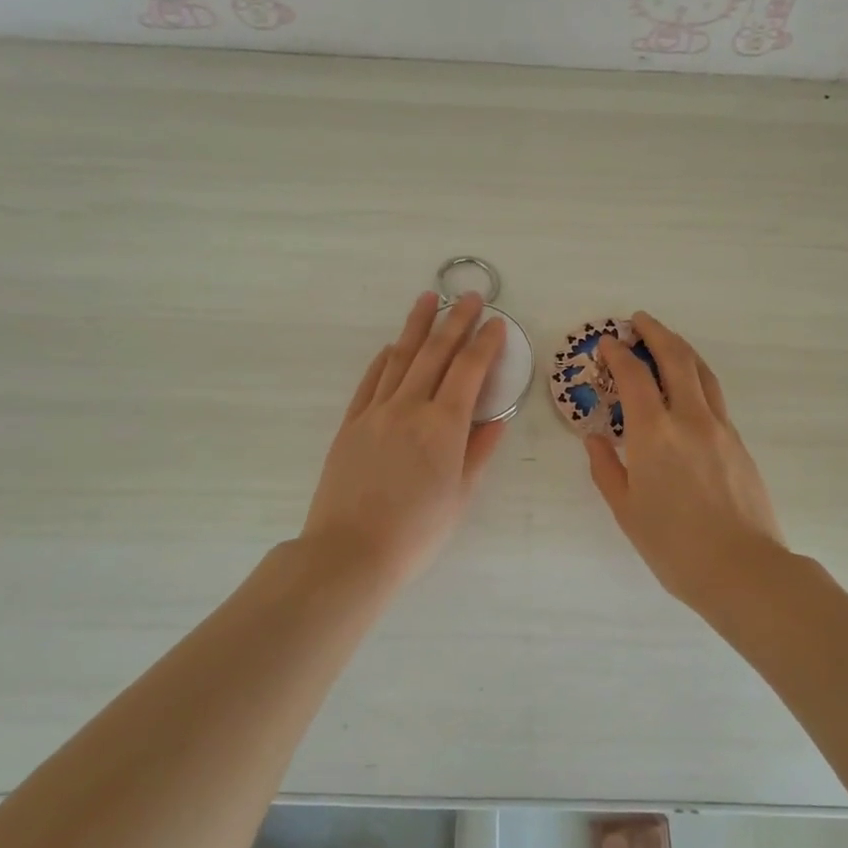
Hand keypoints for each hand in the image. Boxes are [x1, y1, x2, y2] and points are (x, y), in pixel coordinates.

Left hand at [300, 291, 507, 588]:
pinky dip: (384, 359)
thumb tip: (497, 418)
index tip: (496, 323)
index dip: (485, 343)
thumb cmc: (416, 532)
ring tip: (428, 298)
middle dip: (455, 320)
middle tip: (470, 296)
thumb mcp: (460, 496)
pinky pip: (370, 381)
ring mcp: (375, 412)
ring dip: (417, 326)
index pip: (469, 370)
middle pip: (435, 353)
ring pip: (400, 358)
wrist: (350, 551)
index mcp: (444, 426)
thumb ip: (479, 451)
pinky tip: (393, 346)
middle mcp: (409, 407)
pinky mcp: (351, 423)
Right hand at [584, 312, 788, 607]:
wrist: (742, 569)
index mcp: (654, 433)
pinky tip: (687, 387)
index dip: (617, 353)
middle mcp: (689, 418)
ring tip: (665, 341)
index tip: (606, 343)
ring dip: (681, 348)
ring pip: (701, 372)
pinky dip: (696, 377)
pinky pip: (715, 395)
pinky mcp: (738, 442)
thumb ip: (606, 469)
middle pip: (675, 358)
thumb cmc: (674, 546)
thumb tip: (594, 440)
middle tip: (639, 320)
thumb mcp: (627, 510)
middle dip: (655, 332)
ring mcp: (720, 427)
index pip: (633, 376)